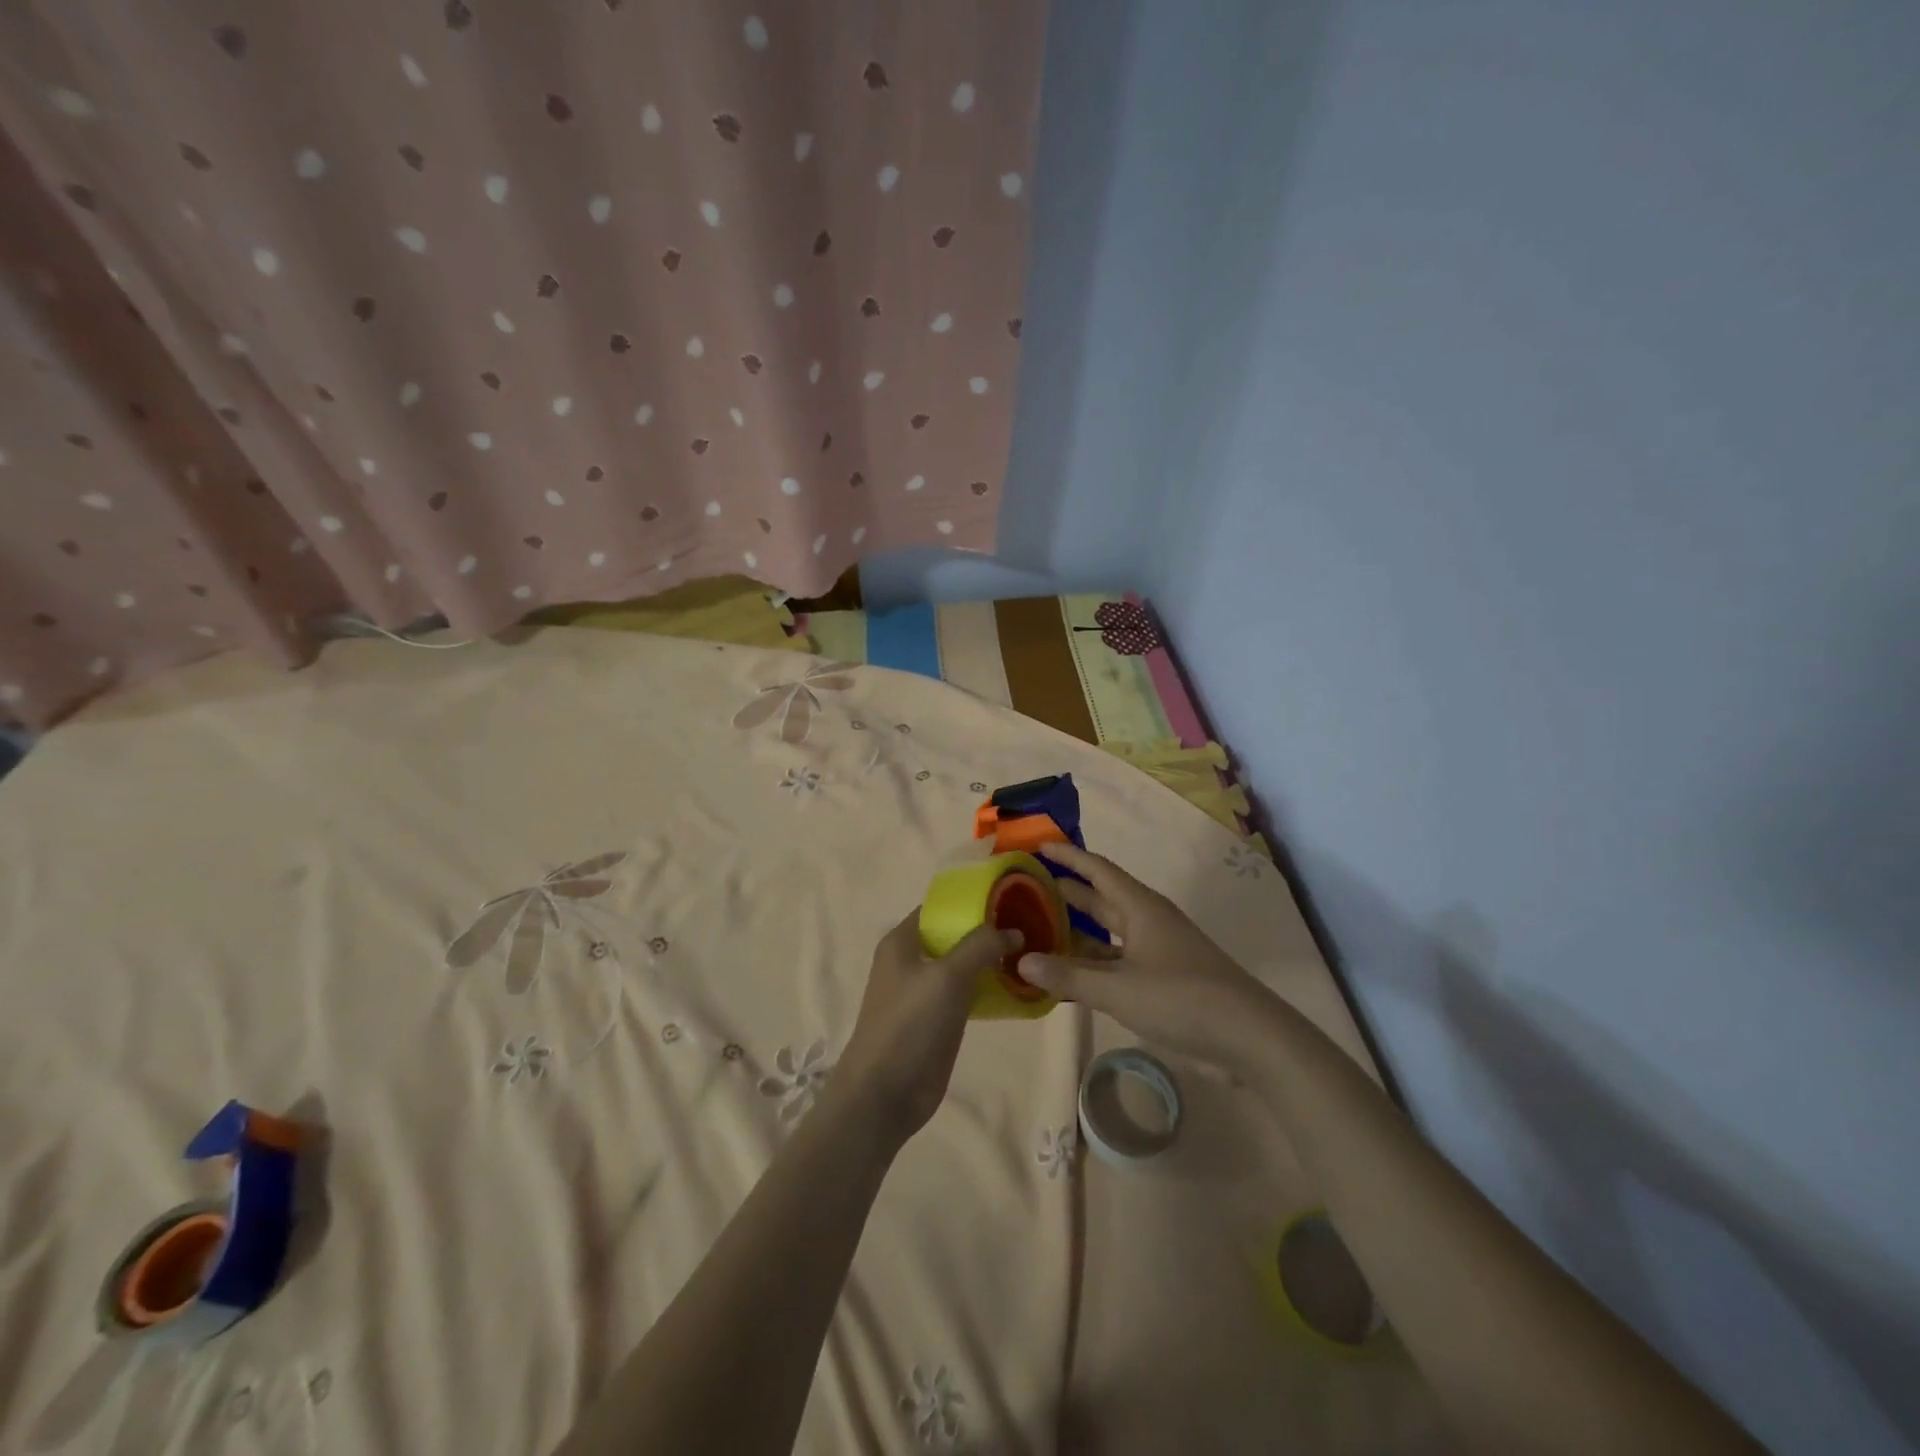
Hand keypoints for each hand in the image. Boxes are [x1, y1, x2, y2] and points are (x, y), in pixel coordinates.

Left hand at [831, 911, 1020, 1147]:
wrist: (885, 1093)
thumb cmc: (910, 1024)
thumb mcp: (948, 976)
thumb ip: (981, 946)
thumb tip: (1014, 930)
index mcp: (902, 941)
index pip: (939, 908)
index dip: (972, 902)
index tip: (1011, 900)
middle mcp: (910, 961)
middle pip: (953, 936)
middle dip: (987, 931)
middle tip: (1030, 926)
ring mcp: (923, 992)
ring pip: (962, 965)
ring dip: (990, 961)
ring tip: (1031, 953)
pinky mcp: (937, 1020)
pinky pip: (966, 993)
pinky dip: (988, 988)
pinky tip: (1017, 987)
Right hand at [1019, 843, 1275, 1069]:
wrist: (1250, 1036)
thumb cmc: (1182, 998)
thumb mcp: (1118, 989)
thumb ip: (1069, 976)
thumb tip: (1022, 960)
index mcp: (1140, 907)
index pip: (1097, 869)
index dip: (1068, 856)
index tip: (1038, 845)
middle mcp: (1147, 920)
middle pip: (1100, 898)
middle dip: (1066, 892)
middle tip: (1026, 889)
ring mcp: (1157, 949)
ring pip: (1108, 932)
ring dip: (1077, 931)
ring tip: (1038, 930)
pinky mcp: (1163, 977)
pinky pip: (1117, 960)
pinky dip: (1093, 962)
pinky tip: (1070, 974)